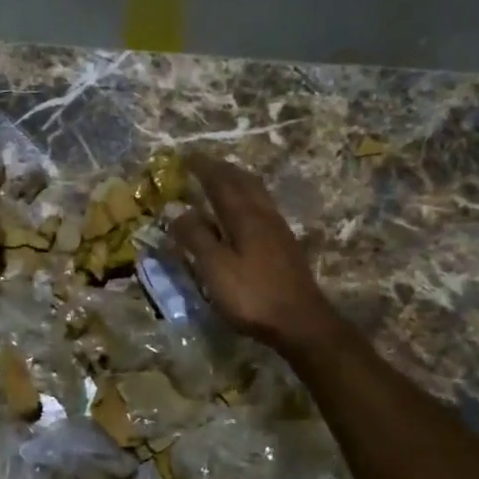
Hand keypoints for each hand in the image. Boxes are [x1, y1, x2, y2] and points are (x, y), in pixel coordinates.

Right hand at [168, 154, 339, 353]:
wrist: (300, 321)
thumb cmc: (252, 296)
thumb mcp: (215, 269)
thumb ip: (196, 238)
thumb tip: (178, 212)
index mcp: (245, 217)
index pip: (221, 182)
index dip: (203, 168)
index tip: (186, 157)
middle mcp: (263, 215)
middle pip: (243, 181)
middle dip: (222, 169)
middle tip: (203, 165)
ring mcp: (278, 230)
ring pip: (256, 193)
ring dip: (237, 181)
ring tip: (221, 181)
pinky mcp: (284, 245)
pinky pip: (262, 208)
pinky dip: (246, 199)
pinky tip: (242, 213)